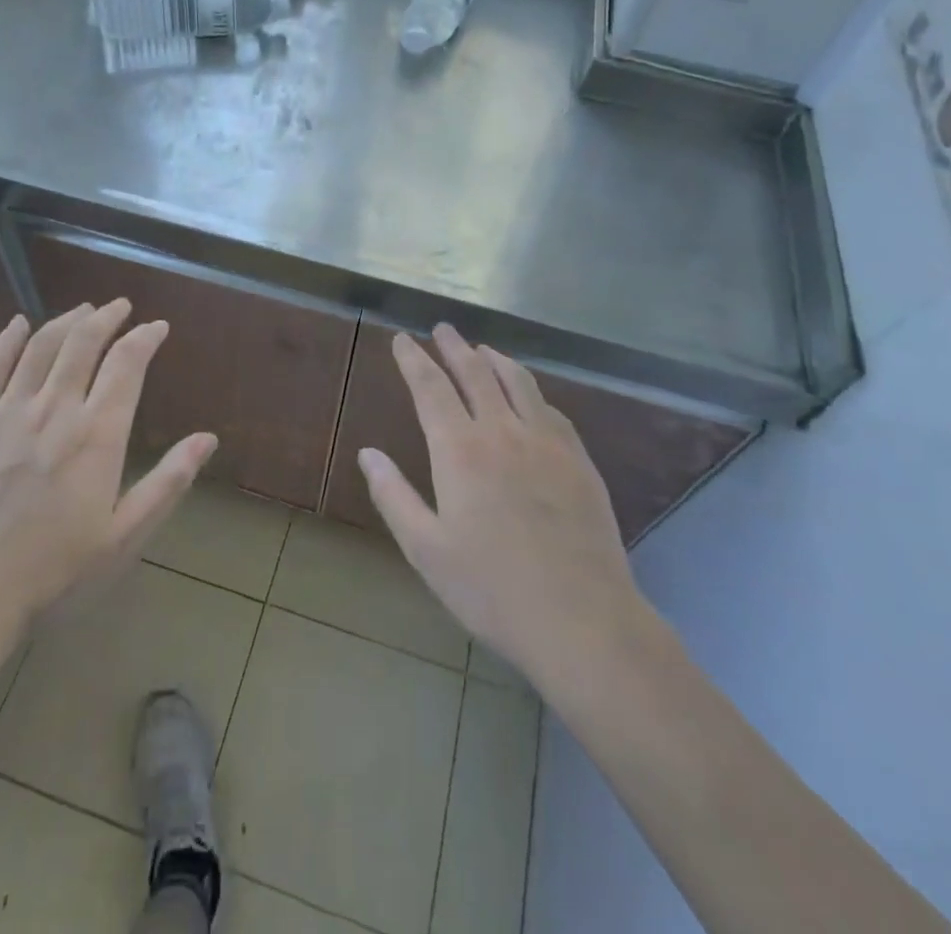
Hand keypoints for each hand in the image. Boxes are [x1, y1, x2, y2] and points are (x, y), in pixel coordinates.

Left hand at [0, 299, 216, 645]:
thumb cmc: (50, 573)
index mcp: (96, 435)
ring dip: (66, 321)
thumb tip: (208, 439)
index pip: (127, 365)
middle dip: (107, 317)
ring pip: (41, 346)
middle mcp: (54, 409)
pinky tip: (18, 323)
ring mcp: (5, 412)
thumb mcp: (122, 537)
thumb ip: (167, 482)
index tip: (157, 327)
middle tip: (121, 306)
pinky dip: (6, 340)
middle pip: (83, 342)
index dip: (145, 338)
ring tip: (83, 310)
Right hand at [360, 324, 648, 702]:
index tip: (402, 339)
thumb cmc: (491, 589)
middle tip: (443, 329)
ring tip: (482, 349)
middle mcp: (503, 432)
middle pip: (475, 373)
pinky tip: (529, 395)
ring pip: (518, 382)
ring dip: (495, 359)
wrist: (582, 620)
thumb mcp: (426, 550)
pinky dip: (531, 390)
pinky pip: (550, 408)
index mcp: (460, 451)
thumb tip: (368, 454)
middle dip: (454, 347)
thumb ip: (394, 496)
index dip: (413, 360)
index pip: (430, 388)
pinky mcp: (579, 459)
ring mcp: (547, 442)